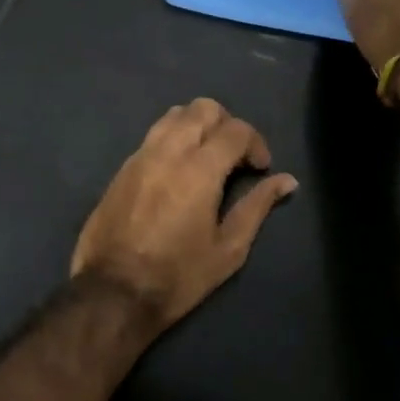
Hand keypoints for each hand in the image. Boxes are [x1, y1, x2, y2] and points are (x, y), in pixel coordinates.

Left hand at [71, 99, 297, 329]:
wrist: (112, 292)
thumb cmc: (178, 276)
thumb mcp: (228, 249)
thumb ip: (257, 207)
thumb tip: (287, 181)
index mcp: (199, 169)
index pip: (235, 129)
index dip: (256, 144)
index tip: (260, 169)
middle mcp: (168, 151)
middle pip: (203, 108)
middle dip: (227, 125)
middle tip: (235, 158)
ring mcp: (140, 156)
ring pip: (174, 115)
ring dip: (197, 126)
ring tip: (206, 158)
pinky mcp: (122, 168)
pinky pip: (153, 135)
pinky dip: (173, 139)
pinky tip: (178, 171)